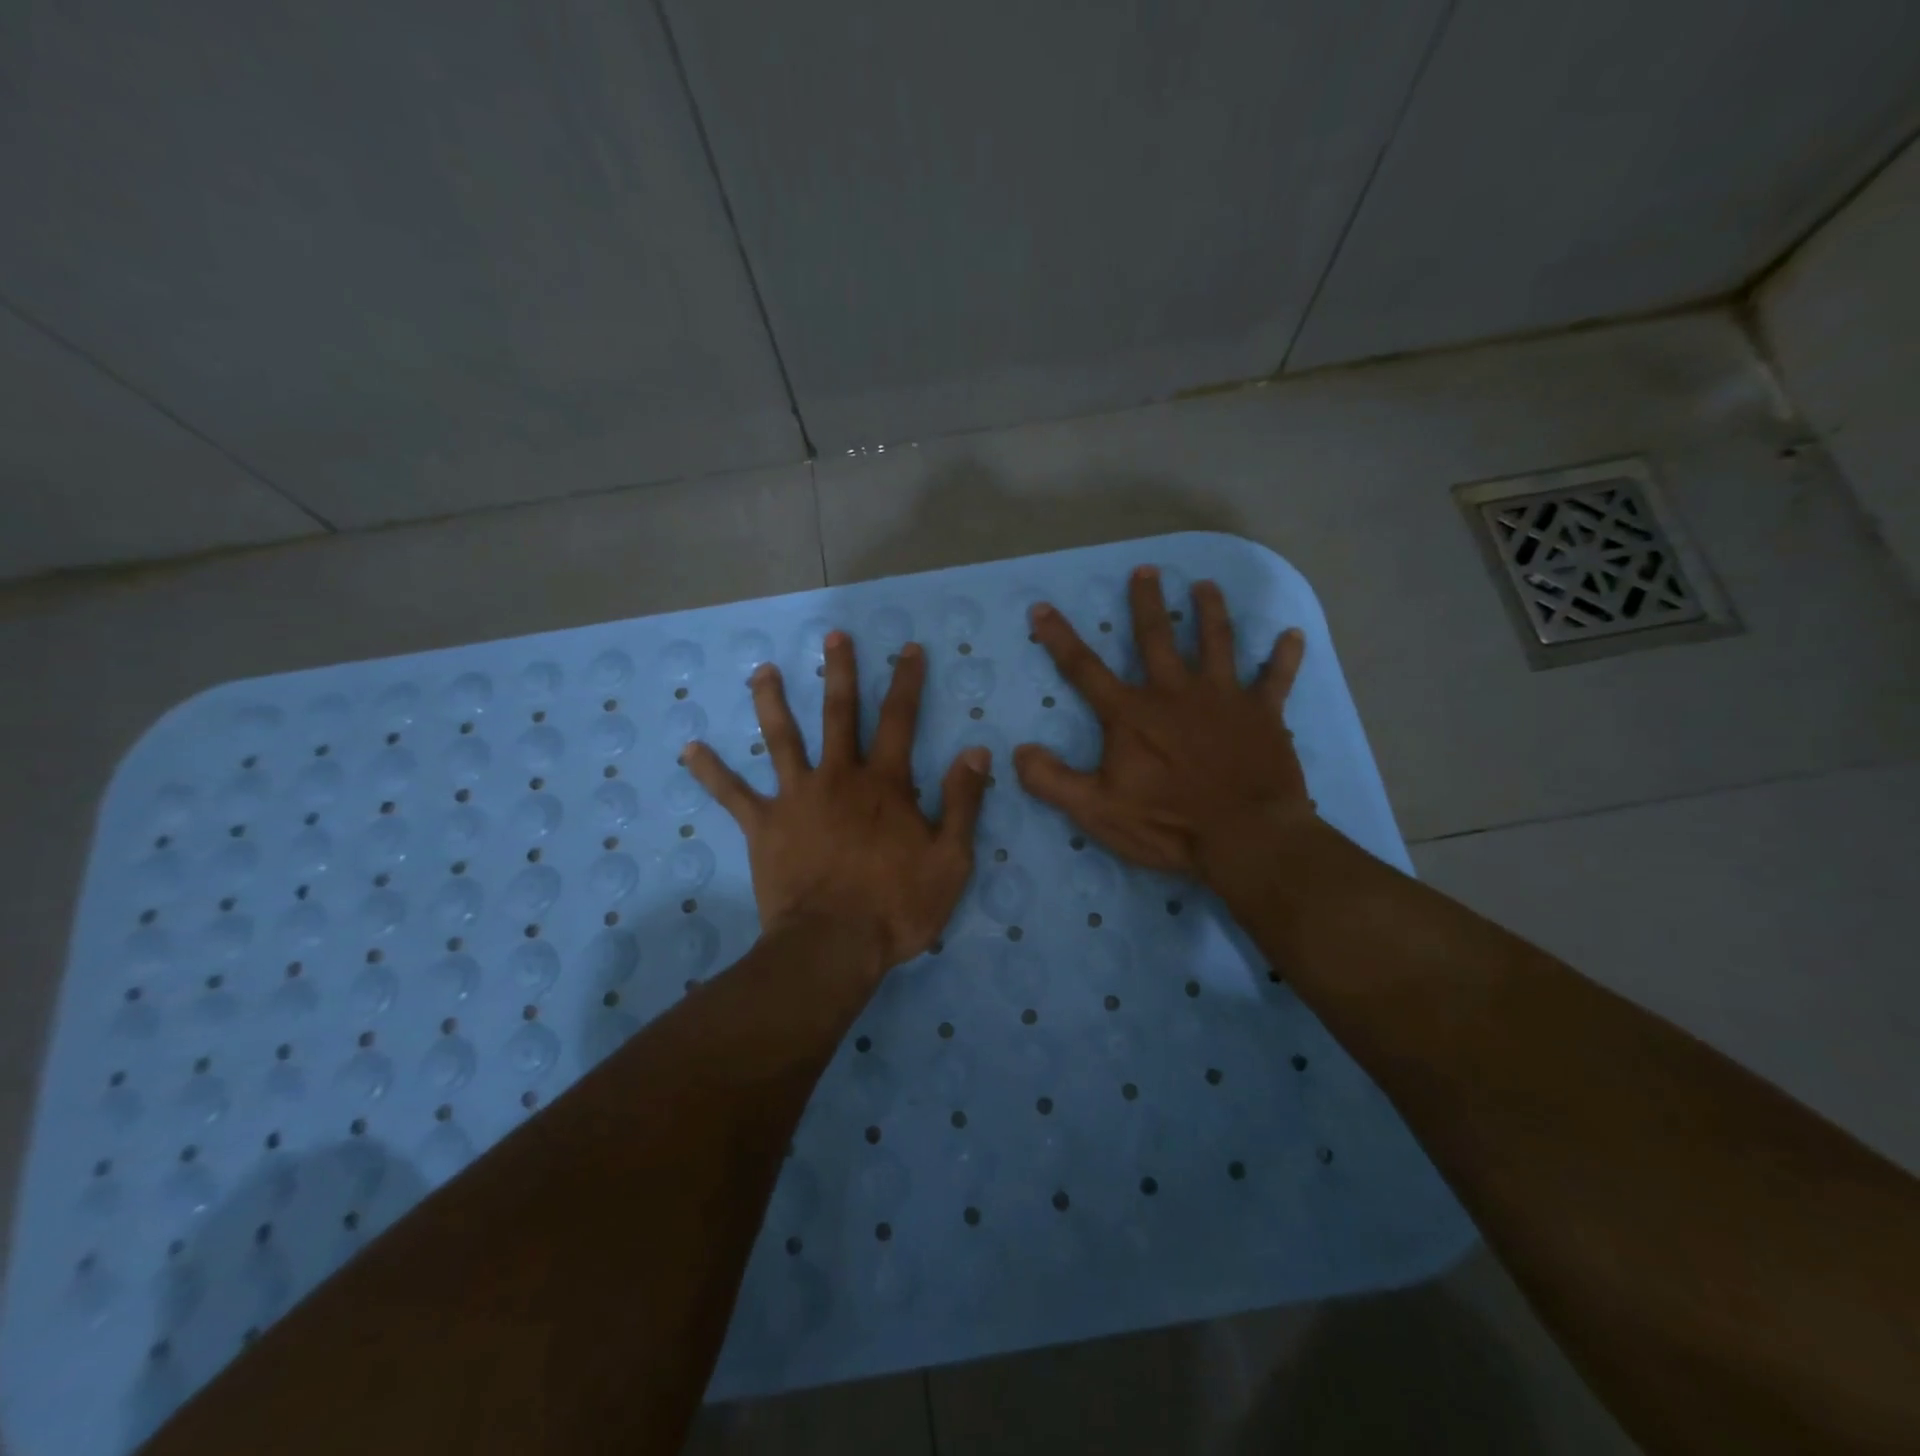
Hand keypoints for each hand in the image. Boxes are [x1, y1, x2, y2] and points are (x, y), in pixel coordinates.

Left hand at [684, 633, 988, 974]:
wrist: (832, 946)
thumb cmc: (897, 906)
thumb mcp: (950, 859)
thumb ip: (963, 802)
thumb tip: (976, 751)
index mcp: (884, 783)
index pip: (899, 719)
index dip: (906, 681)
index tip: (907, 649)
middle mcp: (838, 777)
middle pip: (838, 713)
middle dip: (838, 671)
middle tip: (833, 636)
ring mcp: (796, 797)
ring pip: (781, 738)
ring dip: (771, 701)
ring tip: (762, 670)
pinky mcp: (763, 825)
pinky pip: (732, 794)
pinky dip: (711, 771)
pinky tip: (690, 749)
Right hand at [1012, 566, 1314, 887]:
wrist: (1246, 837)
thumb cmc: (1168, 824)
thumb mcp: (1096, 810)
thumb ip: (1052, 780)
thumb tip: (1018, 751)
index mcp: (1132, 714)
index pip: (1084, 669)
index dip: (1059, 638)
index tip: (1041, 608)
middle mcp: (1175, 692)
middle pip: (1156, 637)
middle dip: (1147, 602)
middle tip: (1146, 570)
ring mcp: (1224, 698)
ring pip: (1216, 642)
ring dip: (1210, 611)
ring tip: (1206, 586)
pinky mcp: (1263, 714)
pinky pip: (1277, 678)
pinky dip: (1285, 656)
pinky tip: (1293, 634)